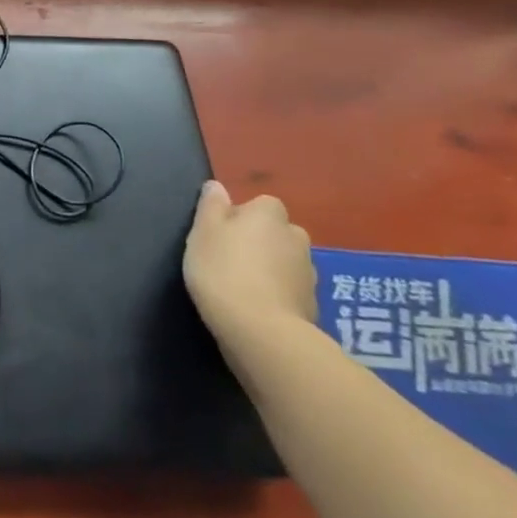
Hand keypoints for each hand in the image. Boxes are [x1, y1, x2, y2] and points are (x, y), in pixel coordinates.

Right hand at [182, 180, 316, 342]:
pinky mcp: (313, 305)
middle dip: (260, 242)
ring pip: (285, 262)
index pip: (260, 205)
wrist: (261, 331)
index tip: (220, 235)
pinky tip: (257, 308)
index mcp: (269, 214)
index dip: (240, 217)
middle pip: (276, 232)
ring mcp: (309, 273)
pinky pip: (291, 290)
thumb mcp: (203, 231)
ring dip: (270, 268)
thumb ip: (211, 205)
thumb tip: (217, 186)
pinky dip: (278, 294)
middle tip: (230, 259)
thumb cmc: (223, 270)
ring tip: (242, 287)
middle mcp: (296, 237)